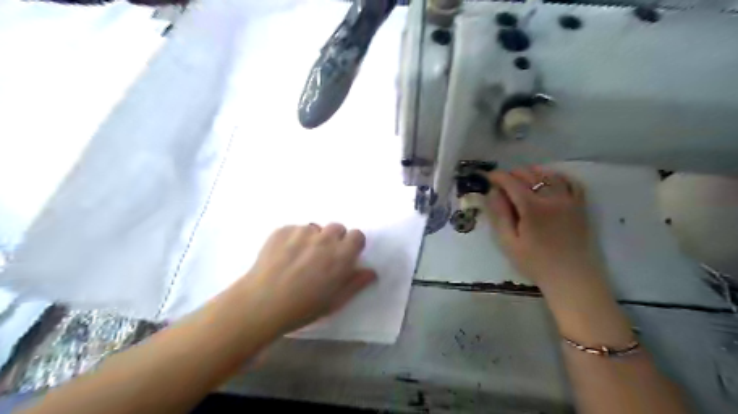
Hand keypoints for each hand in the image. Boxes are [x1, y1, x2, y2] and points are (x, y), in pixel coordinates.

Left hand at [234, 224, 374, 335]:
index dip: (352, 245)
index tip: (345, 256)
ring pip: (314, 228)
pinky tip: (283, 256)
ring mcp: (302, 232)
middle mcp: (325, 238)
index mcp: (341, 255)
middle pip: (337, 228)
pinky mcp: (282, 230)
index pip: (357, 235)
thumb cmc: (303, 308)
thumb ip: (356, 283)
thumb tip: (371, 272)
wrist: (262, 304)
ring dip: (312, 239)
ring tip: (299, 258)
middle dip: (334, 239)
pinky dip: (293, 239)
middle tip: (322, 257)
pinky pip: (294, 229)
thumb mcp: (335, 301)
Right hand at [488, 165, 600, 291]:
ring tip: (522, 180)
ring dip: (533, 173)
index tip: (488, 177)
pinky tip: (549, 182)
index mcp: (531, 207)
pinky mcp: (580, 206)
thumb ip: (499, 215)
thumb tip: (493, 192)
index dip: (497, 176)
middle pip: (529, 174)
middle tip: (502, 184)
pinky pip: (571, 182)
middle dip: (512, 174)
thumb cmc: (535, 263)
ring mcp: (569, 200)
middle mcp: (551, 198)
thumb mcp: (508, 243)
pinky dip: (557, 177)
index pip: (511, 182)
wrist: (571, 277)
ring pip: (549, 174)